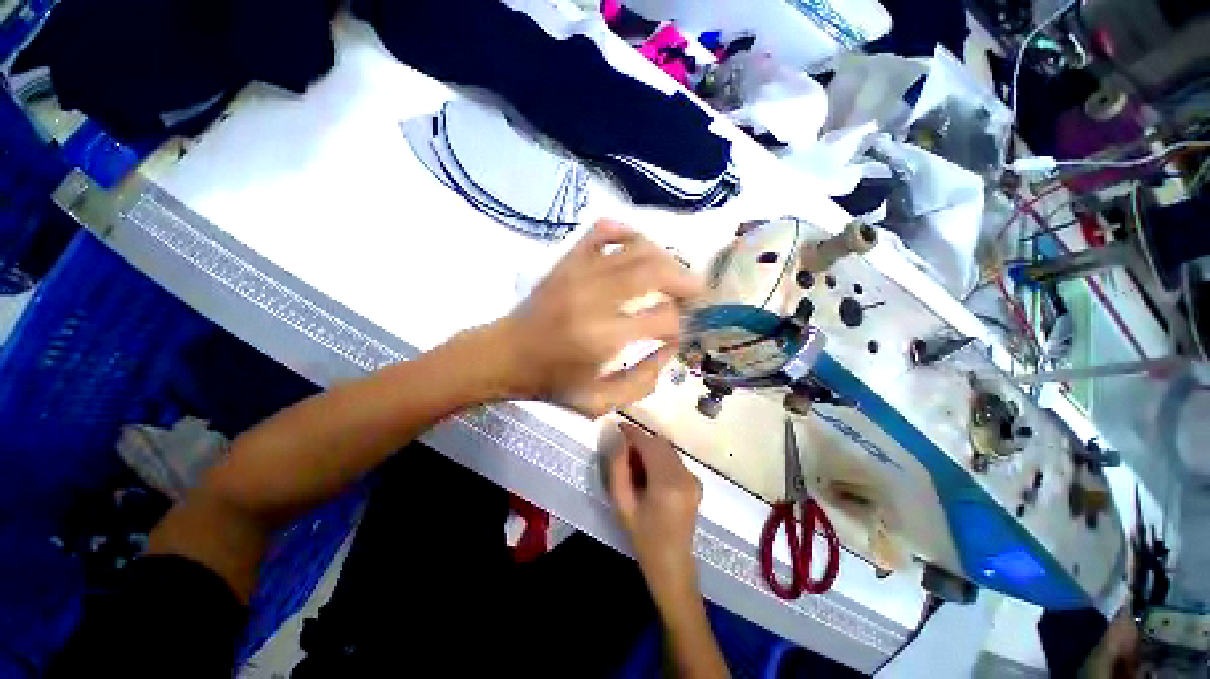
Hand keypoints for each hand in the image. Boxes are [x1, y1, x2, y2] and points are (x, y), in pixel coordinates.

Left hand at [494, 220, 703, 416]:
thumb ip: (643, 381)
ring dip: (665, 259)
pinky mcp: (567, 261)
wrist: (504, 355)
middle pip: (655, 272)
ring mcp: (579, 273)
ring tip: (674, 275)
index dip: (680, 325)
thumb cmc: (551, 382)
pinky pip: (603, 231)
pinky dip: (627, 233)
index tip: (679, 332)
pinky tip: (637, 248)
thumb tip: (670, 349)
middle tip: (695, 294)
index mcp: (603, 338)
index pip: (663, 319)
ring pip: (637, 248)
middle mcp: (595, 298)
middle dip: (685, 282)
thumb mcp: (600, 402)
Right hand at [607, 421, 702, 607]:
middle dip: (641, 441)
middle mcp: (684, 475)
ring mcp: (693, 478)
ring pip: (668, 450)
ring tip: (635, 465)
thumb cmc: (643, 538)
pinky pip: (675, 460)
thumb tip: (617, 439)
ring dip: (650, 449)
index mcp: (667, 481)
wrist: (673, 566)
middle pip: (660, 444)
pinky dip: (660, 459)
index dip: (632, 432)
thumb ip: (618, 468)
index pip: (648, 444)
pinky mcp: (695, 483)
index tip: (617, 427)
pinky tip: (650, 475)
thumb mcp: (623, 504)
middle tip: (623, 451)